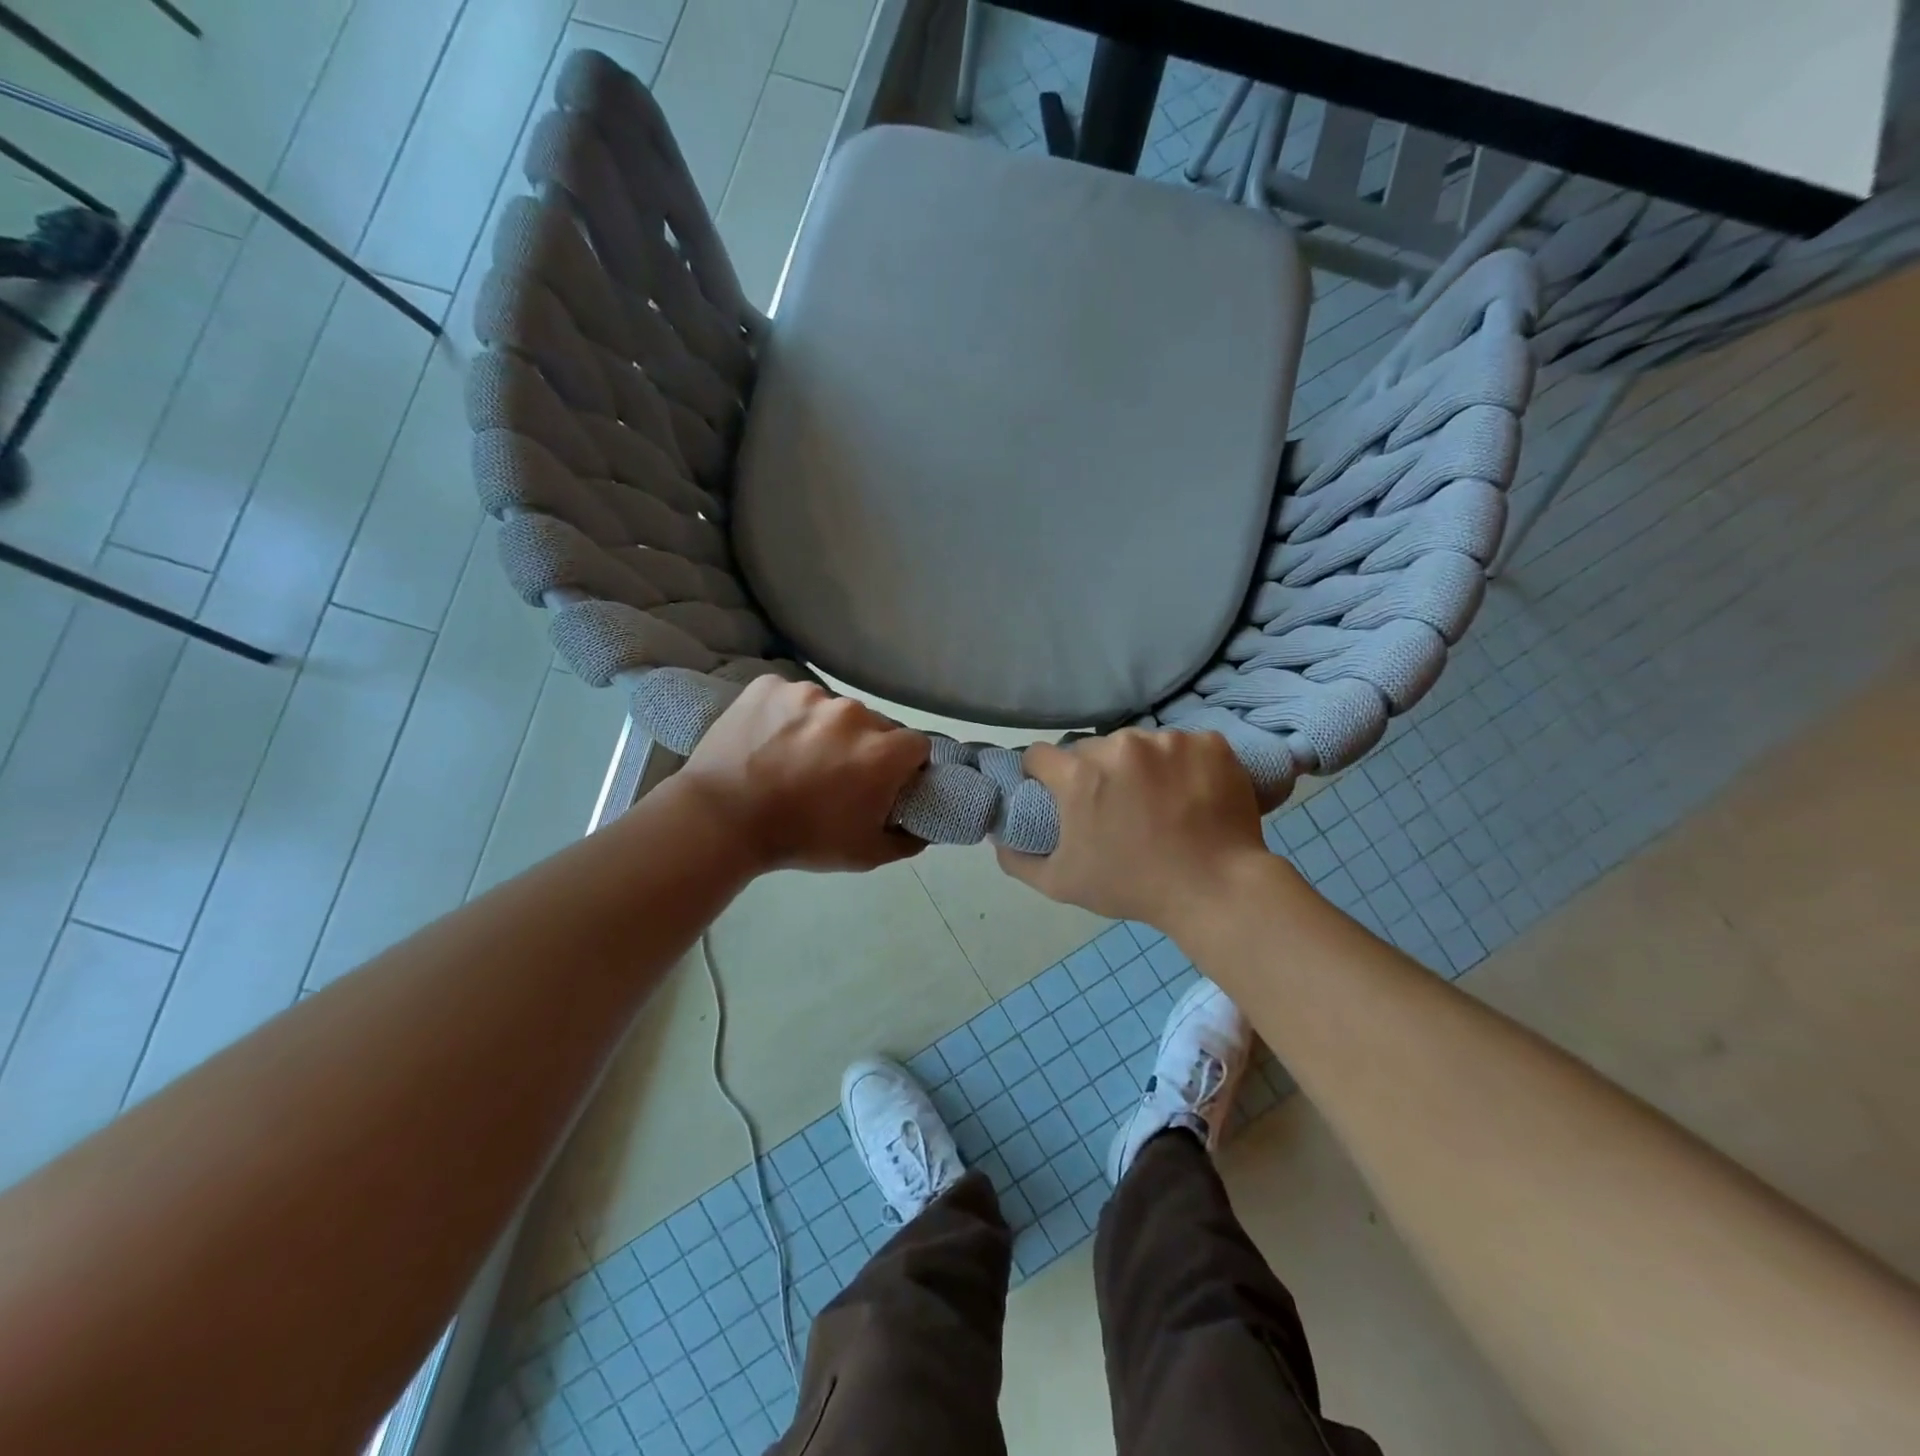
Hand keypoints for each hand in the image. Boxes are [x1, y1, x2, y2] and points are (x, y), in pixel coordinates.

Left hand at [678, 677, 930, 872]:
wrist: (721, 820)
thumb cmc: (800, 839)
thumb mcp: (864, 854)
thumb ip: (907, 840)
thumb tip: (925, 826)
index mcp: (882, 751)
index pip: (916, 745)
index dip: (905, 765)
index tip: (885, 782)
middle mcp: (853, 713)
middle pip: (875, 724)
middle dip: (864, 746)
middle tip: (835, 774)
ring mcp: (809, 694)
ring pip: (832, 709)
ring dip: (824, 729)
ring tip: (794, 757)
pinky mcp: (771, 685)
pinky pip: (791, 696)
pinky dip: (786, 714)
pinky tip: (769, 740)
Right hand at [996, 729, 1271, 928]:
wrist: (1217, 890)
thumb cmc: (1133, 887)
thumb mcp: (1061, 884)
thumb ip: (1017, 858)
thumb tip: (998, 837)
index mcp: (1080, 775)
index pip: (1040, 755)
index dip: (1042, 776)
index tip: (1057, 796)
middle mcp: (1120, 746)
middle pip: (1092, 749)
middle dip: (1095, 773)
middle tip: (1116, 808)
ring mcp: (1169, 740)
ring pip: (1140, 745)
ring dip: (1141, 767)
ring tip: (1160, 803)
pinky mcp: (1209, 743)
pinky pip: (1184, 746)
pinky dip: (1184, 765)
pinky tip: (1193, 794)